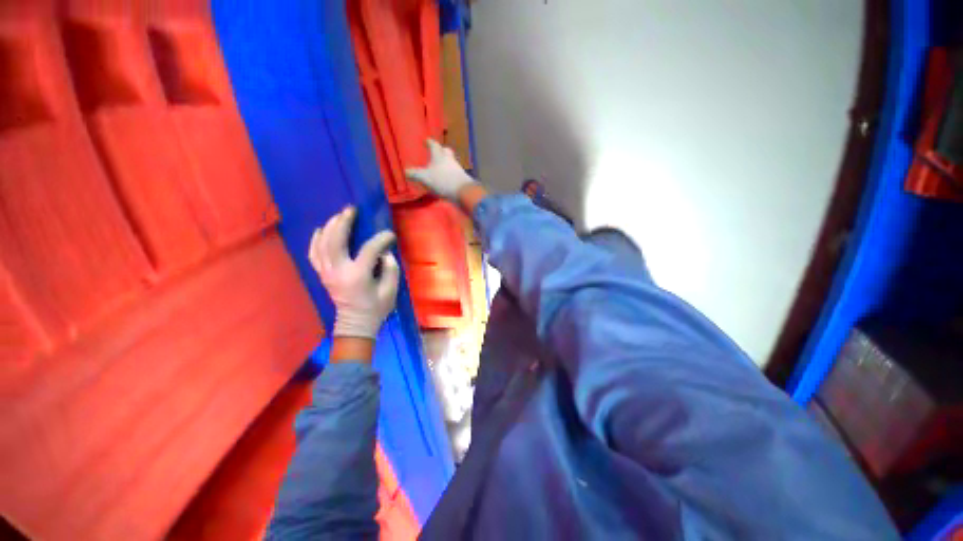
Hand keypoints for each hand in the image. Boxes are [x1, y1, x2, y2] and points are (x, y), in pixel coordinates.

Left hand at [309, 207, 399, 338]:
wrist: (356, 323)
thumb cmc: (376, 308)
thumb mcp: (391, 290)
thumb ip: (391, 269)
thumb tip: (385, 253)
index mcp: (358, 276)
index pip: (369, 250)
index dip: (381, 239)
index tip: (390, 234)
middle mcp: (338, 271)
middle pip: (336, 241)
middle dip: (344, 223)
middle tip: (351, 210)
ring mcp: (326, 273)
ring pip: (322, 244)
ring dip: (330, 227)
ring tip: (339, 215)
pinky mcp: (322, 274)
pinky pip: (313, 253)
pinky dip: (315, 240)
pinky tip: (321, 229)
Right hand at [405, 139, 476, 201]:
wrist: (463, 192)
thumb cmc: (443, 181)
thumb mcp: (425, 178)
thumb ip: (415, 174)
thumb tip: (406, 171)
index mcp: (439, 156)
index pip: (434, 145)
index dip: (429, 142)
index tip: (426, 141)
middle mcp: (449, 159)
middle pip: (446, 151)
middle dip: (441, 151)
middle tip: (436, 153)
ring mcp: (457, 169)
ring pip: (451, 162)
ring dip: (445, 163)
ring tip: (439, 168)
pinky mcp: (462, 179)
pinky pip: (454, 173)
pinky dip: (449, 174)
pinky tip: (446, 180)